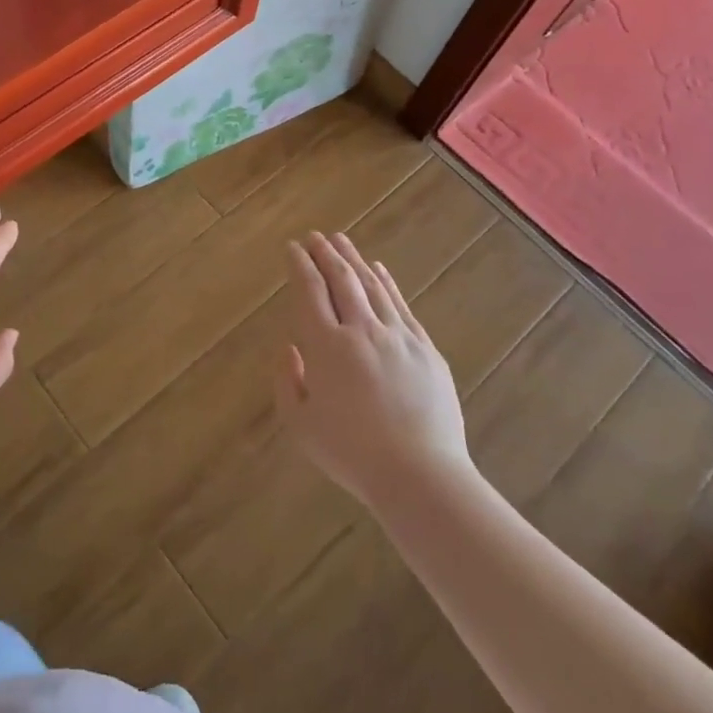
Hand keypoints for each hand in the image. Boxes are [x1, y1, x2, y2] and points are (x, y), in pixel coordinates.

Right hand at [277, 231, 470, 506]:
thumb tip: (290, 347)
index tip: (292, 248)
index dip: (300, 266)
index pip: (310, 292)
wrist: (420, 475)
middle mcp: (361, 330)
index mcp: (326, 346)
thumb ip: (288, 381)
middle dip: (325, 254)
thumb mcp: (301, 425)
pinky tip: (379, 269)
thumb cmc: (352, 454)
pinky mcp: (425, 348)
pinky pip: (401, 304)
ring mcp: (397, 336)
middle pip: (341, 280)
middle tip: (315, 236)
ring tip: (341, 241)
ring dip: (354, 260)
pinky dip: (387, 282)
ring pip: (372, 286)